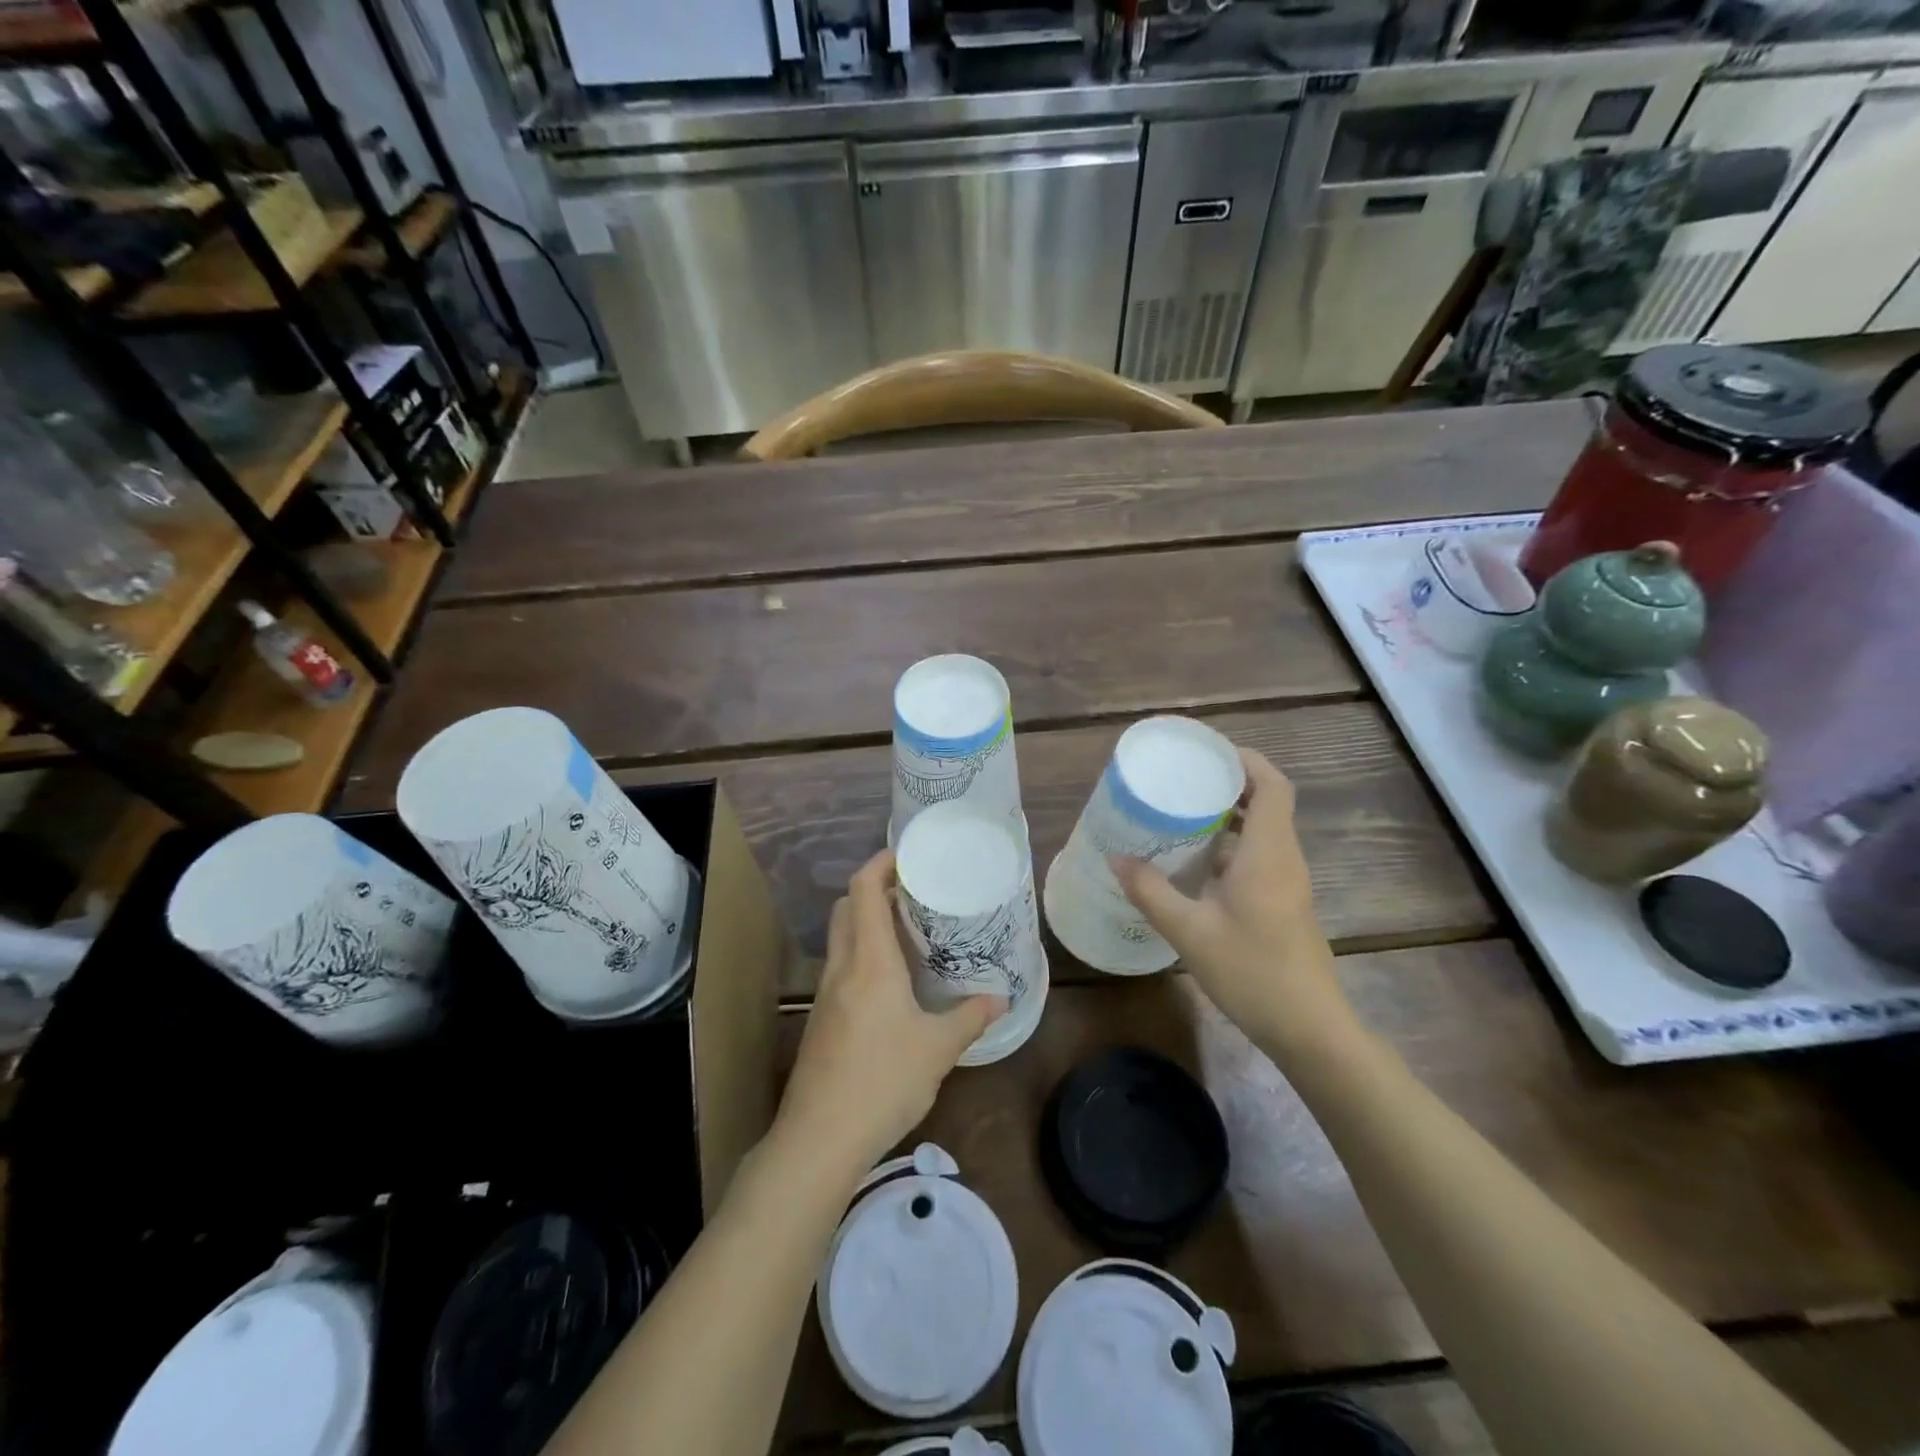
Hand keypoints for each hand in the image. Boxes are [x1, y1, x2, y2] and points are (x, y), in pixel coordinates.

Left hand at [776, 849, 1004, 1175]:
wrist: (820, 1138)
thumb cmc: (883, 1081)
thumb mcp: (938, 1049)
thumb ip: (970, 1017)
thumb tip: (999, 998)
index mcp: (869, 961)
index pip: (863, 889)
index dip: (880, 863)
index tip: (908, 855)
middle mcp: (842, 967)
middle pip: (848, 906)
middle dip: (876, 889)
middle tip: (915, 893)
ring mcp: (826, 993)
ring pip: (843, 937)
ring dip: (869, 923)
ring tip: (911, 932)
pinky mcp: (822, 1018)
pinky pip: (842, 967)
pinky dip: (864, 954)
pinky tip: (893, 982)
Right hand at [1112, 749, 1352, 1056]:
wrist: (1310, 1029)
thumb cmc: (1252, 971)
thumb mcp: (1189, 931)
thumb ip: (1151, 891)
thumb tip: (1116, 858)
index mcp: (1268, 852)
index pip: (1272, 785)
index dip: (1245, 760)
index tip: (1207, 753)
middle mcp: (1283, 858)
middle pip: (1267, 802)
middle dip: (1228, 784)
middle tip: (1182, 780)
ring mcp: (1287, 883)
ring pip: (1262, 831)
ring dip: (1228, 816)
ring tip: (1180, 813)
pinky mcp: (1284, 903)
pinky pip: (1258, 857)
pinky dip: (1230, 846)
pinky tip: (1194, 863)